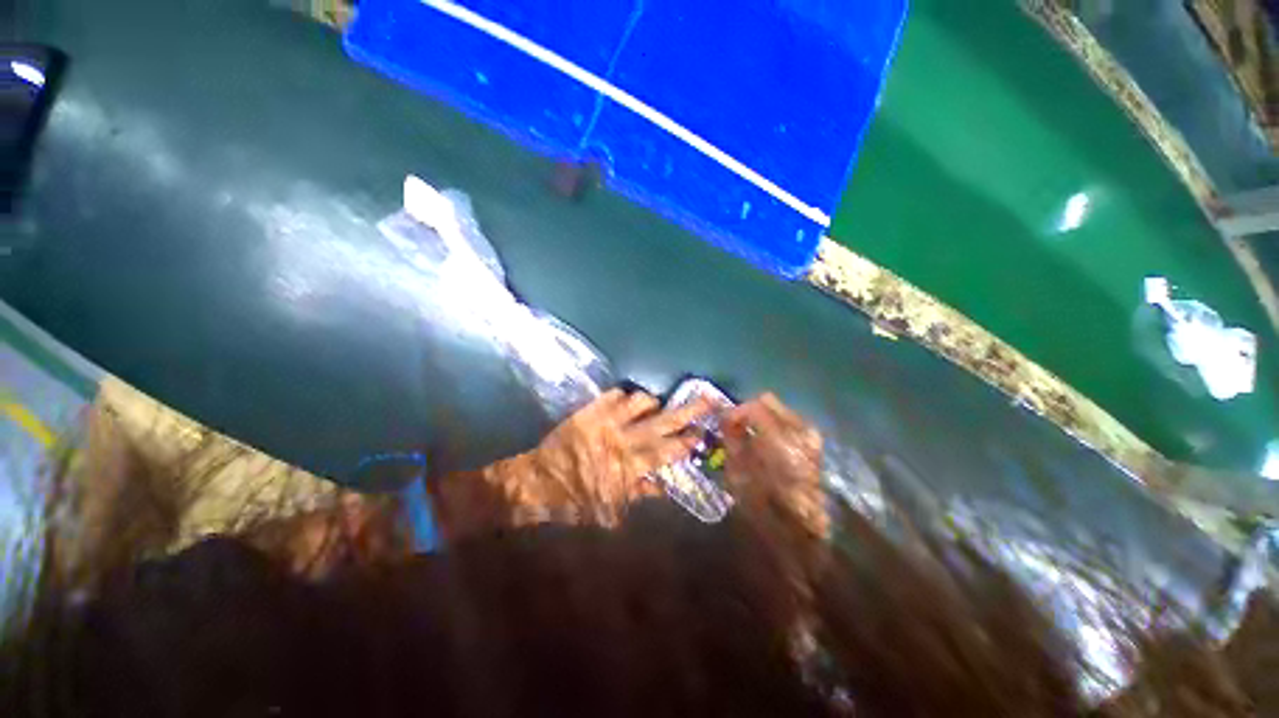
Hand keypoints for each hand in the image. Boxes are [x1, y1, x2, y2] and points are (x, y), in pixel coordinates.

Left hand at [501, 388, 712, 524]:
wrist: (538, 482)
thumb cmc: (576, 500)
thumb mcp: (611, 509)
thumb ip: (641, 494)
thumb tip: (666, 485)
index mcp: (629, 467)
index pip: (667, 451)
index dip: (687, 442)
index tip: (703, 433)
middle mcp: (622, 440)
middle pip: (662, 422)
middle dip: (688, 411)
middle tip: (708, 400)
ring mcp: (605, 422)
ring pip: (640, 402)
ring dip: (652, 402)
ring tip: (656, 405)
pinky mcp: (590, 411)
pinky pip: (615, 394)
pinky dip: (624, 396)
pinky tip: (625, 402)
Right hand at [722, 393, 825, 535]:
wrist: (802, 531)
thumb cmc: (767, 507)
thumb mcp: (740, 473)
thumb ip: (732, 439)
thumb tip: (726, 418)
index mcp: (782, 440)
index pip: (754, 407)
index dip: (734, 412)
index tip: (723, 423)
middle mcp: (801, 431)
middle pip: (767, 401)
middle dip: (747, 411)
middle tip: (734, 426)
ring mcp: (810, 436)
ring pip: (778, 410)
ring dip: (759, 418)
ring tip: (746, 435)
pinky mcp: (813, 443)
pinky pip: (787, 422)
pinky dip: (771, 426)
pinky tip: (763, 442)